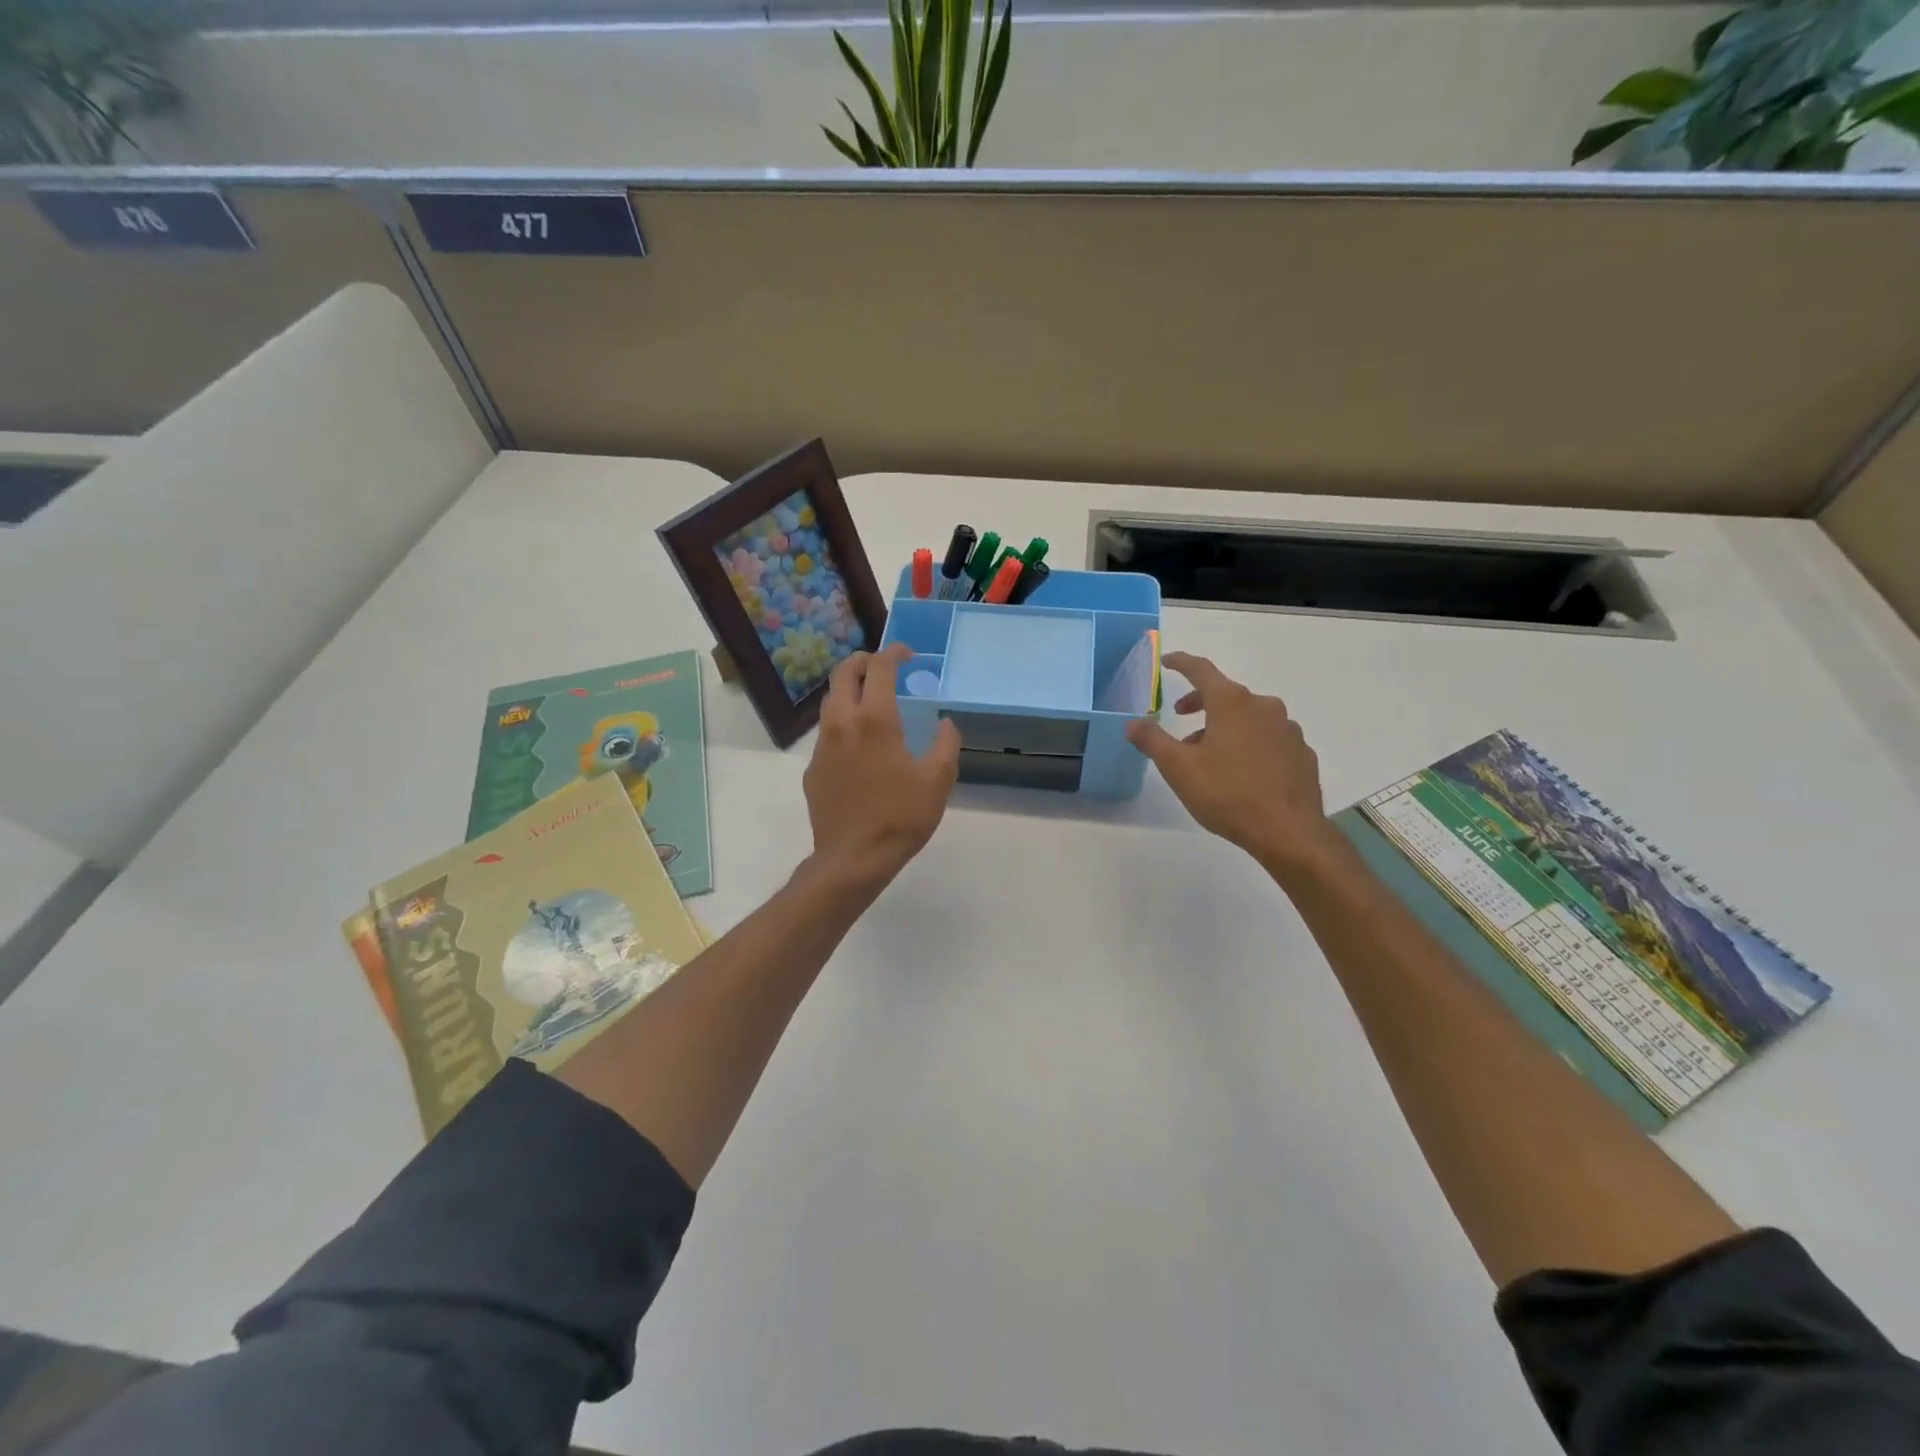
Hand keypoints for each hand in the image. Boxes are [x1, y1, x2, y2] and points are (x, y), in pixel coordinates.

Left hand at [802, 643, 961, 891]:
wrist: (853, 858)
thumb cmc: (901, 816)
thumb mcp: (938, 780)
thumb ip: (946, 743)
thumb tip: (945, 722)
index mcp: (874, 719)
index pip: (879, 667)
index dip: (893, 652)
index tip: (906, 654)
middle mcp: (842, 723)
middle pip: (843, 674)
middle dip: (862, 661)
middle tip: (881, 665)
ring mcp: (822, 746)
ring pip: (830, 702)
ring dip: (848, 690)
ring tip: (869, 699)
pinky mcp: (813, 769)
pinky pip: (826, 733)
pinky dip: (842, 723)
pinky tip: (858, 745)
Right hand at [1126, 652, 1339, 877]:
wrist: (1288, 831)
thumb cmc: (1228, 793)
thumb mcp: (1178, 767)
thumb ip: (1152, 740)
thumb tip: (1132, 723)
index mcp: (1232, 703)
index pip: (1201, 670)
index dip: (1181, 663)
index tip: (1166, 661)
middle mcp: (1263, 706)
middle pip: (1226, 694)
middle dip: (1199, 701)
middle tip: (1180, 717)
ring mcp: (1287, 729)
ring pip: (1248, 717)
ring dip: (1224, 726)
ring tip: (1207, 754)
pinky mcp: (1301, 753)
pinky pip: (1268, 738)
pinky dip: (1249, 743)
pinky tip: (1241, 771)